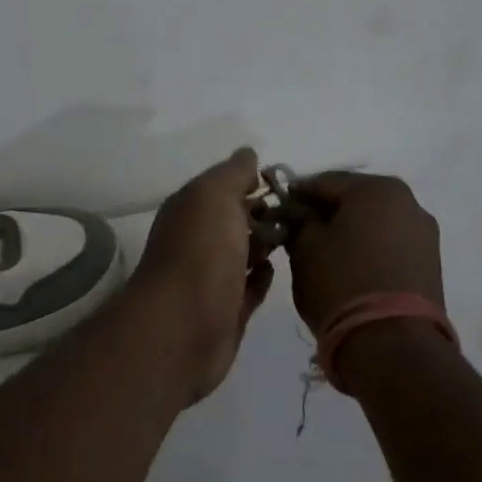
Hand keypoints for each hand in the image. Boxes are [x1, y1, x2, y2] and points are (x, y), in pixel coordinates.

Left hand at [131, 147, 274, 405]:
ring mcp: (210, 278)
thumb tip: (248, 154)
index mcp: (189, 210)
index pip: (222, 188)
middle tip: (298, 213)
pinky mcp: (225, 312)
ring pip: (242, 254)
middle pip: (233, 220)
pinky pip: (247, 288)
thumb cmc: (200, 252)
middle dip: (263, 214)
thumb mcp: (215, 196)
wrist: (184, 327)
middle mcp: (196, 241)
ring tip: (296, 238)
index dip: (251, 182)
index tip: (285, 184)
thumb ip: (233, 173)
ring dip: (264, 244)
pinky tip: (275, 270)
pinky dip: (260, 278)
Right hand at [285, 172, 443, 339]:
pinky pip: (390, 245)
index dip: (297, 195)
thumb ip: (298, 222)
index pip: (324, 181)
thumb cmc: (341, 284)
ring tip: (322, 255)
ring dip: (349, 232)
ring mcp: (424, 234)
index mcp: (376, 189)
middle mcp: (408, 202)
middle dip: (326, 213)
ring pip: (374, 223)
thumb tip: (298, 214)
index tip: (277, 211)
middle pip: (354, 200)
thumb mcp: (304, 249)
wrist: (393, 344)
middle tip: (298, 233)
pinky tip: (349, 269)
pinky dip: (368, 249)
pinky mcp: (431, 264)